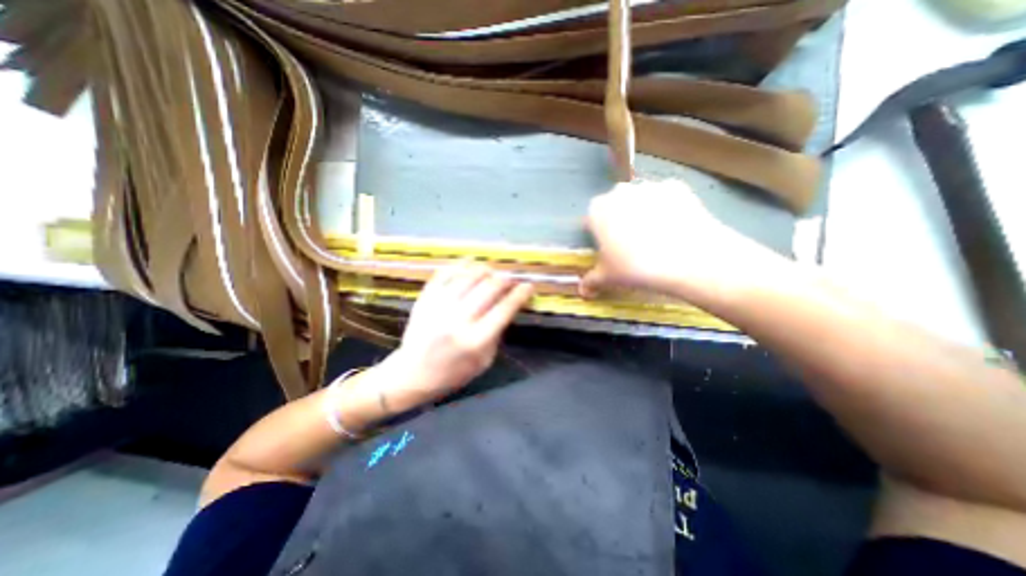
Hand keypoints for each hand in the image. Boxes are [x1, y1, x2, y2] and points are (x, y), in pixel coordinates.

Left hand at [380, 263, 532, 406]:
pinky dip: (460, 265)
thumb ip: (497, 334)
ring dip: (486, 270)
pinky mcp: (425, 299)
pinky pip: (444, 274)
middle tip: (512, 279)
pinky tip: (470, 264)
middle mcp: (458, 320)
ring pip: (469, 276)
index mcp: (475, 341)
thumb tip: (508, 307)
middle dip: (506, 279)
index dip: (520, 294)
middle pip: (489, 288)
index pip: (505, 309)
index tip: (529, 286)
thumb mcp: (483, 362)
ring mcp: (439, 307)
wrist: (411, 374)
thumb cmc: (452, 373)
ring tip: (493, 272)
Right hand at [582, 179, 782, 303]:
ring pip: (639, 200)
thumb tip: (583, 291)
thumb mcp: (608, 277)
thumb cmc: (635, 267)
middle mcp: (619, 192)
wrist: (687, 258)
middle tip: (630, 245)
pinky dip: (666, 209)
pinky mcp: (676, 186)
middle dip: (618, 221)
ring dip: (642, 213)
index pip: (590, 221)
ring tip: (656, 237)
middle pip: (614, 207)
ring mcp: (648, 186)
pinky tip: (674, 228)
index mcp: (597, 210)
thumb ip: (591, 281)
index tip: (607, 249)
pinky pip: (664, 198)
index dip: (598, 236)